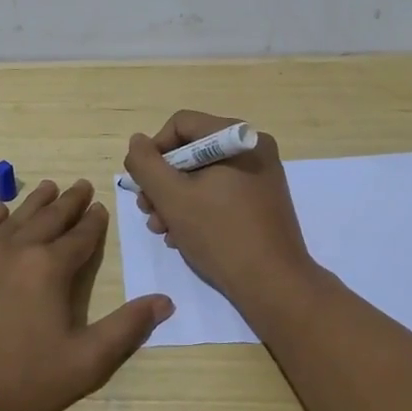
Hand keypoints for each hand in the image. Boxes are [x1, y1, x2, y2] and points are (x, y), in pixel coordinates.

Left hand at [0, 179, 173, 410]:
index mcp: (50, 269)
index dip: (93, 222)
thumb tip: (165, 301)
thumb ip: (127, 328)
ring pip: (14, 220)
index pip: (80, 237)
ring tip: (48, 187)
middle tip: (81, 185)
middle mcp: (16, 252)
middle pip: (48, 219)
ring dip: (34, 202)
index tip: (100, 206)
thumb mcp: (86, 362)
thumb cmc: (21, 381)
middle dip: (69, 202)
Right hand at [123, 110, 317, 307]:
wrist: (273, 285)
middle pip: (191, 151)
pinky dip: (197, 209)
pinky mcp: (261, 202)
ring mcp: (260, 176)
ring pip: (202, 175)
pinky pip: (220, 192)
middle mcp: (253, 149)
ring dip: (175, 200)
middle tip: (148, 212)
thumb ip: (146, 164)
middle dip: (162, 182)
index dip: (153, 151)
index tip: (142, 185)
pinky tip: (182, 236)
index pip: (180, 125)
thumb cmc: (220, 234)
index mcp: (237, 138)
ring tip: (162, 229)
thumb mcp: (172, 197)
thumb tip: (137, 142)